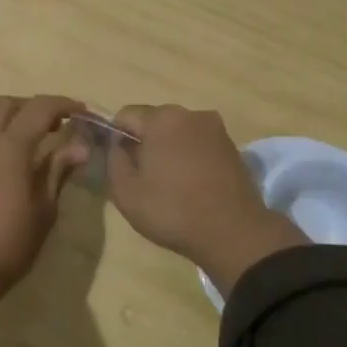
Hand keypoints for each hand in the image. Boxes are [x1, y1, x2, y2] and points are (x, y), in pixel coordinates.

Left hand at [0, 94, 87, 299]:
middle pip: (5, 105)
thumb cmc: (8, 246)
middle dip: (31, 107)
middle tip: (52, 125)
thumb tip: (78, 147)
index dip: (62, 104)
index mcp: (9, 148)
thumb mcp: (44, 211)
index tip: (80, 112)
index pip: (39, 109)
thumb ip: (57, 172)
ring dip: (4, 119)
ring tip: (21, 141)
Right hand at [107, 104, 304, 292]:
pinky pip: (199, 145)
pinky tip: (191, 186)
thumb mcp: (125, 191)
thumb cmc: (172, 210)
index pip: (125, 115)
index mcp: (163, 118)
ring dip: (169, 150)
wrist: (233, 232)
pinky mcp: (232, 147)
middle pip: (155, 122)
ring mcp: (216, 129)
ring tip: (169, 185)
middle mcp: (191, 114)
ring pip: (179, 133)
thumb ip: (113, 160)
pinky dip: (190, 158)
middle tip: (142, 178)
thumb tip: (116, 145)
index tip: (119, 165)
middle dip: (144, 143)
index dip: (116, 138)